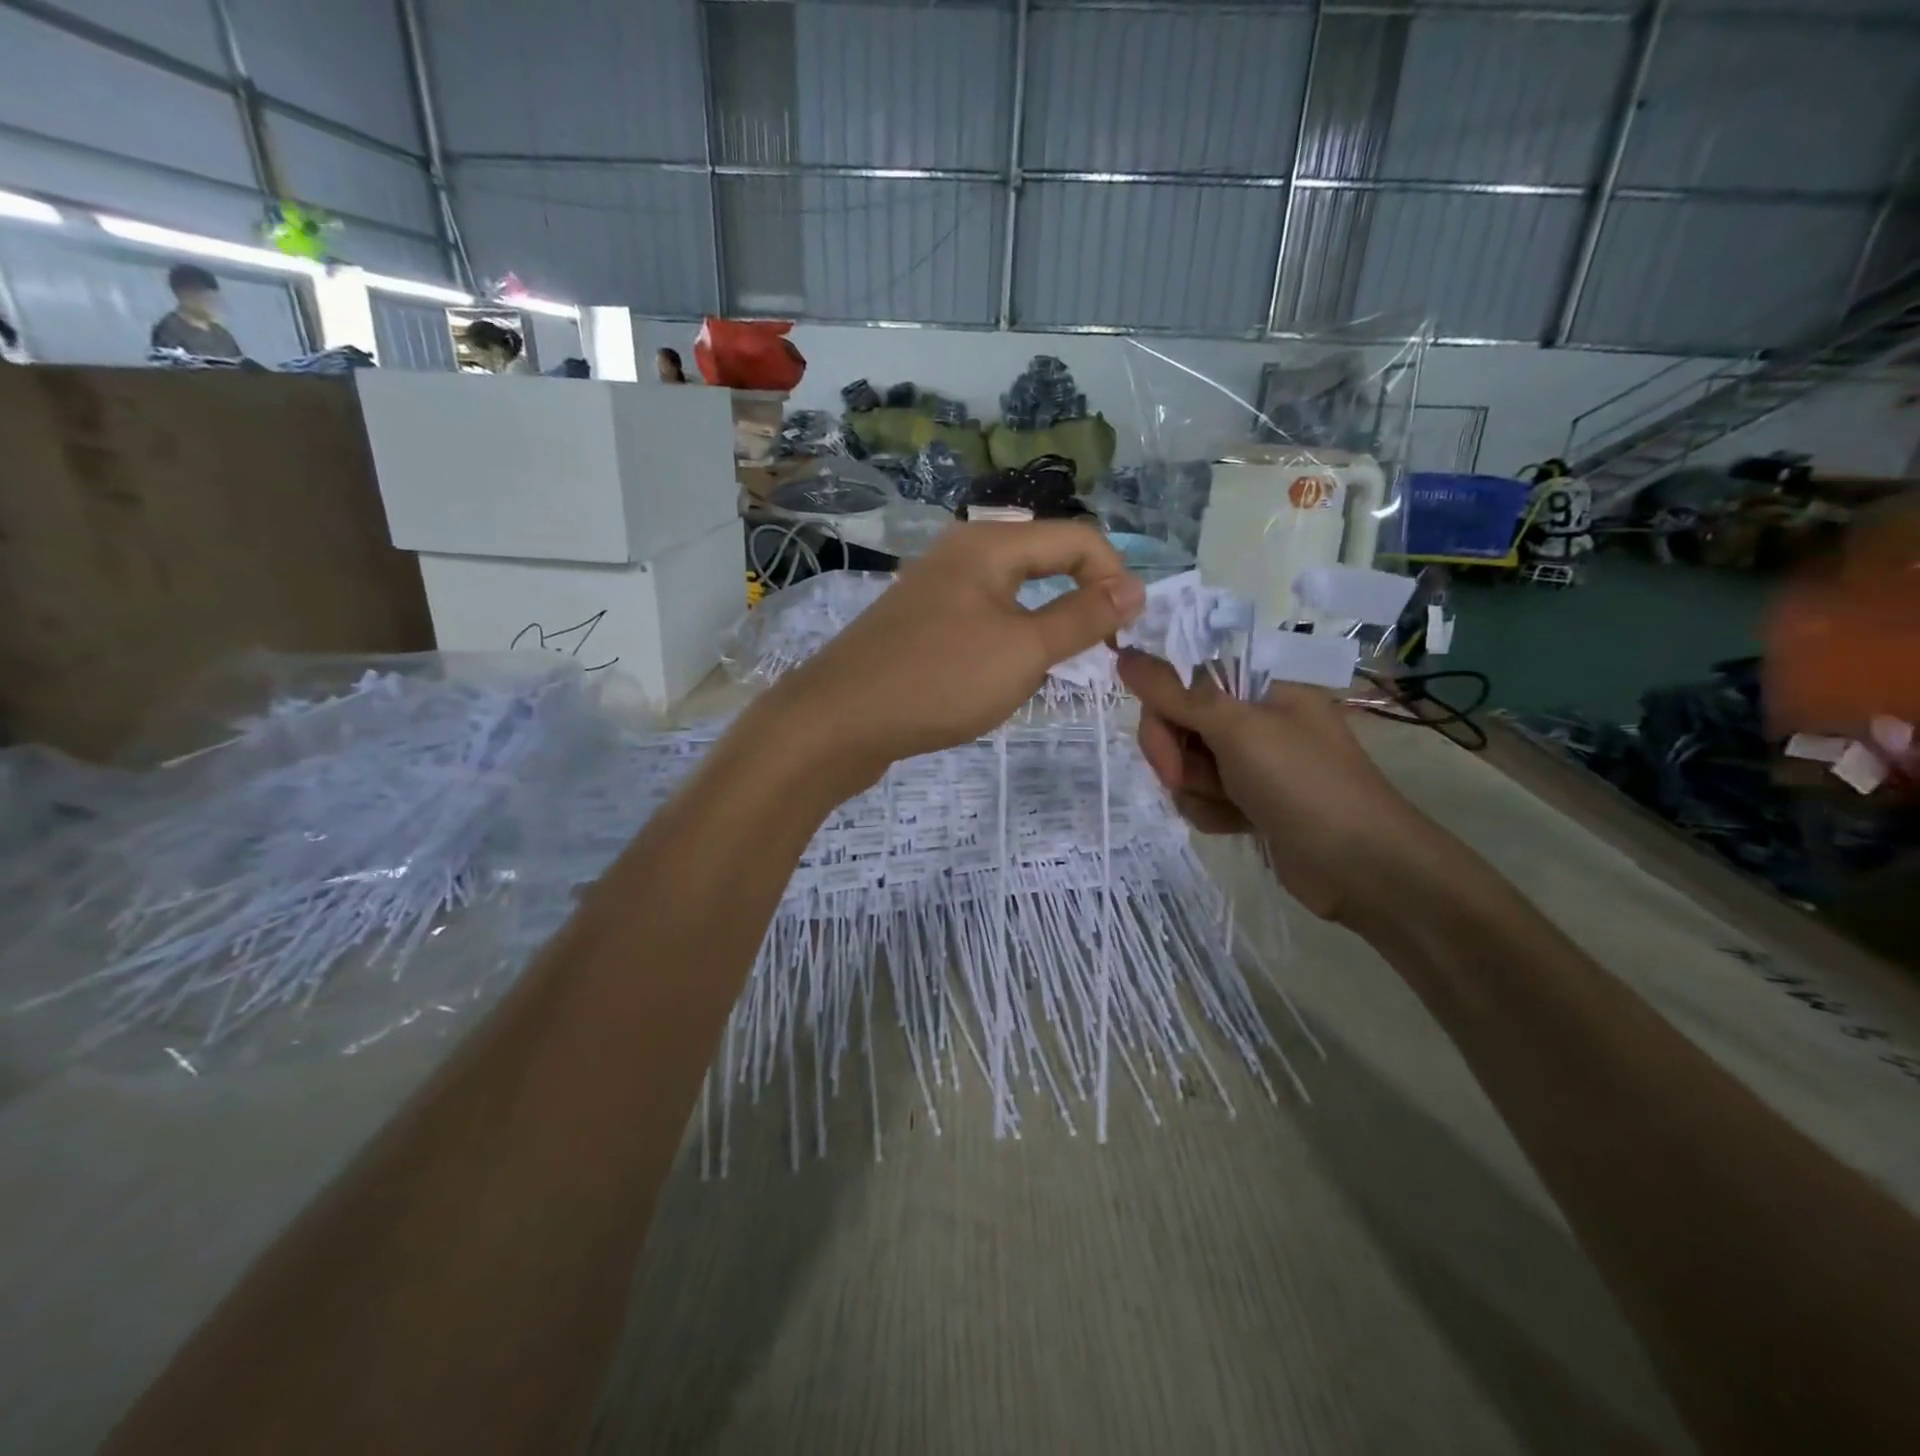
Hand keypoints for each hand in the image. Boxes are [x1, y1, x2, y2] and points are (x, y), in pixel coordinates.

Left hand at [772, 522, 1145, 781]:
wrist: (838, 721)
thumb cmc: (940, 680)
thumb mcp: (1024, 650)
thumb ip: (1082, 617)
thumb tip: (1134, 587)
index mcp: (990, 543)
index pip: (1077, 538)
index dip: (1113, 578)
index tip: (1126, 633)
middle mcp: (961, 553)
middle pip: (1043, 561)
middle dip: (1079, 601)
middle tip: (1095, 653)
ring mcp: (934, 589)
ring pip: (1012, 595)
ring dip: (1042, 627)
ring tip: (1050, 672)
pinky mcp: (918, 624)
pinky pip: (981, 620)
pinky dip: (1006, 643)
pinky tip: (1000, 679)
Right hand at [1115, 650, 1433, 922]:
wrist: (1360, 867)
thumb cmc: (1303, 784)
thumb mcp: (1237, 730)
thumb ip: (1176, 694)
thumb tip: (1123, 653)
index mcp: (1261, 687)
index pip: (1184, 682)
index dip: (1164, 712)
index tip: (1167, 746)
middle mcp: (1254, 720)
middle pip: (1179, 725)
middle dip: (1178, 758)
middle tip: (1190, 781)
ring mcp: (1252, 763)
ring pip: (1186, 766)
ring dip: (1196, 790)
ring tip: (1230, 807)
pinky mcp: (1249, 802)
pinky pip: (1202, 798)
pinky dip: (1211, 813)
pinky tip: (1237, 826)